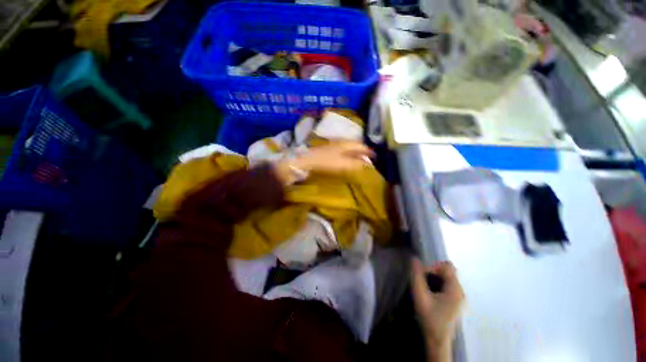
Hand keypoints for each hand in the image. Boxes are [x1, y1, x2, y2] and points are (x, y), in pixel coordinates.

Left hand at [274, 141, 373, 183]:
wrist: (305, 161)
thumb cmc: (325, 162)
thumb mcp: (343, 164)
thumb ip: (356, 164)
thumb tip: (367, 165)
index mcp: (345, 145)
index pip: (360, 146)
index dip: (368, 151)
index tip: (375, 155)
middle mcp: (339, 143)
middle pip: (354, 145)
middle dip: (362, 150)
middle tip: (368, 157)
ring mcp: (331, 146)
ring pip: (347, 147)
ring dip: (354, 152)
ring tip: (359, 158)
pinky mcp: (325, 150)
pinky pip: (340, 151)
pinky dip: (346, 154)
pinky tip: (345, 159)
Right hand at [411, 259, 464, 347]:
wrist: (437, 340)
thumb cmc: (429, 318)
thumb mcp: (420, 296)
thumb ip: (417, 277)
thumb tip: (414, 259)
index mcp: (455, 290)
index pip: (446, 266)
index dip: (432, 267)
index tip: (422, 276)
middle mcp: (460, 291)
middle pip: (447, 270)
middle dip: (432, 271)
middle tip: (422, 281)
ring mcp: (458, 296)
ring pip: (446, 277)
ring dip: (434, 277)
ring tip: (424, 288)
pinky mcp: (455, 301)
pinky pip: (446, 284)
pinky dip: (437, 283)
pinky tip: (430, 293)